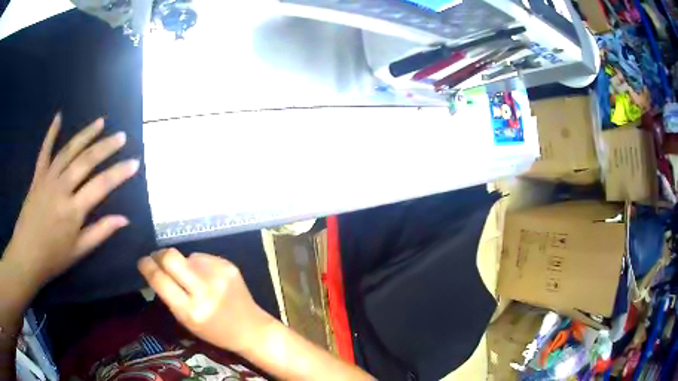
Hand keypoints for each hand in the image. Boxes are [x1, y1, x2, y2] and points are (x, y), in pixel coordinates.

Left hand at [3, 113, 138, 290]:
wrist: (26, 256)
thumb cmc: (53, 258)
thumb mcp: (78, 251)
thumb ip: (100, 232)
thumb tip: (124, 219)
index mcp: (73, 210)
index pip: (101, 185)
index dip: (119, 173)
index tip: (135, 162)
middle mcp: (62, 187)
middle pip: (86, 160)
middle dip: (106, 147)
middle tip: (121, 136)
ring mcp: (48, 178)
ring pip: (69, 150)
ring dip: (86, 134)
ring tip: (100, 123)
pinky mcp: (37, 176)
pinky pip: (45, 151)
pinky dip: (51, 133)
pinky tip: (59, 117)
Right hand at [138, 249, 272, 353]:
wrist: (251, 328)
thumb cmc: (214, 331)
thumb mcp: (186, 321)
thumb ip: (169, 296)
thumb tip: (154, 268)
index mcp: (191, 310)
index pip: (159, 279)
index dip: (146, 266)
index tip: (142, 262)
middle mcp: (204, 290)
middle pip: (171, 257)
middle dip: (159, 255)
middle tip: (157, 258)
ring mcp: (218, 275)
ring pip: (187, 256)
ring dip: (182, 263)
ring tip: (190, 276)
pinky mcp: (228, 265)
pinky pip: (202, 257)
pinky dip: (198, 264)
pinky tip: (206, 276)